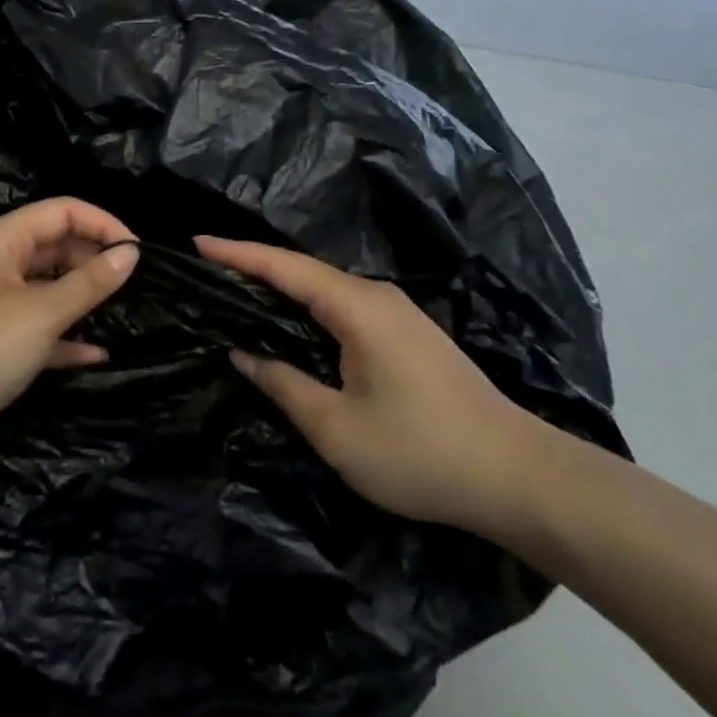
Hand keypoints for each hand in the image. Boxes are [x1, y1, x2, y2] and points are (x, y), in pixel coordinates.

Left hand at [0, 198, 138, 450]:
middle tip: (133, 286)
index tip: (137, 251)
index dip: (103, 223)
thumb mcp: (40, 315)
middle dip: (93, 260)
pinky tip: (94, 354)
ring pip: (46, 285)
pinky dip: (61, 333)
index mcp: (3, 239)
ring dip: (80, 298)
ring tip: (120, 313)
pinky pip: (34, 322)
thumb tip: (130, 253)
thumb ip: (89, 283)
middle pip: (55, 245)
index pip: (62, 210)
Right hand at [198, 236, 550, 540]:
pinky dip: (308, 308)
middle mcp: (376, 296)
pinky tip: (292, 327)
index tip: (197, 241)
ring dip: (282, 289)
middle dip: (254, 267)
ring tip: (238, 296)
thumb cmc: (421, 452)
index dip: (237, 252)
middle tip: (207, 272)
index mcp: (356, 306)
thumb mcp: (338, 429)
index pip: (284, 266)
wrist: (519, 475)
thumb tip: (243, 353)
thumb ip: (284, 384)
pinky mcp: (407, 335)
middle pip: (303, 271)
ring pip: (325, 290)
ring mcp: (396, 313)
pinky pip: (344, 308)